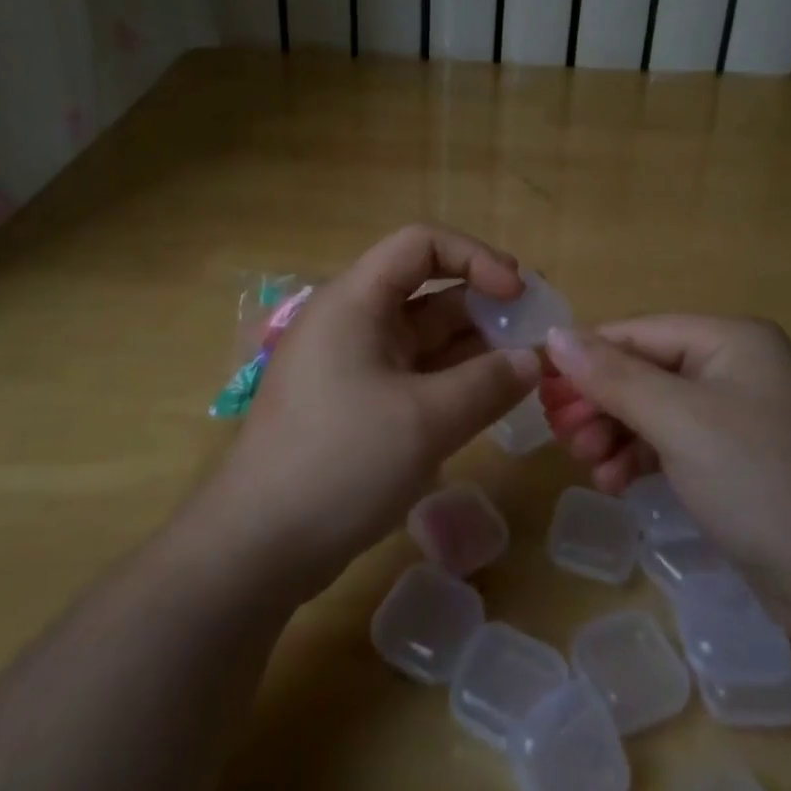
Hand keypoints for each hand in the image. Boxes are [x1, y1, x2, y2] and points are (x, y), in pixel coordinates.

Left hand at [206, 226, 541, 598]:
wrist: (257, 546)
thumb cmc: (340, 462)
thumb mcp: (425, 421)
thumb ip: (487, 384)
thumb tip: (532, 361)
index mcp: (356, 300)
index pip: (421, 244)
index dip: (474, 257)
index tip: (517, 293)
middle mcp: (353, 320)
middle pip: (426, 289)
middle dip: (482, 305)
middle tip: (532, 334)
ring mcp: (352, 363)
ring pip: (423, 335)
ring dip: (472, 347)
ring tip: (521, 370)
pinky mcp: (356, 402)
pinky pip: (413, 373)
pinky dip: (451, 379)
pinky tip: (487, 400)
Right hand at [541, 317, 790, 637]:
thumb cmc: (761, 481)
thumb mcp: (679, 421)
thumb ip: (613, 376)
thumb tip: (554, 334)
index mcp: (729, 339)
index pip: (637, 333)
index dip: (585, 358)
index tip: (541, 390)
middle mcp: (735, 366)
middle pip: (644, 370)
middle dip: (600, 402)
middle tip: (561, 434)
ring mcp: (738, 415)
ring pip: (655, 409)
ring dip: (615, 433)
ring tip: (587, 465)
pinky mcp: (738, 461)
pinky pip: (674, 442)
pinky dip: (641, 457)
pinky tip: (615, 483)